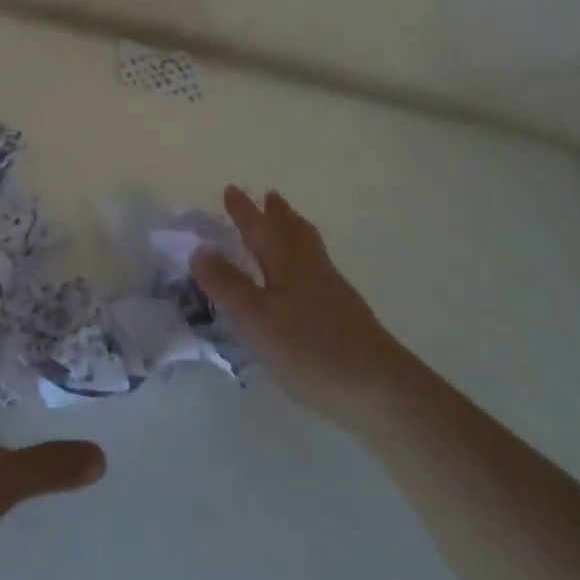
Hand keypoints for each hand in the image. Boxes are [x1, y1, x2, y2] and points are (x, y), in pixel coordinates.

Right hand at [192, 187, 409, 420]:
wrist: (380, 389)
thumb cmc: (310, 348)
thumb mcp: (255, 317)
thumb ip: (226, 284)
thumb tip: (199, 248)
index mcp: (286, 262)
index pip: (259, 228)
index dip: (244, 211)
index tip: (231, 189)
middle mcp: (310, 268)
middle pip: (293, 232)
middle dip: (277, 214)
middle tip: (269, 197)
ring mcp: (332, 291)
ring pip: (309, 249)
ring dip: (294, 232)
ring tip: (288, 225)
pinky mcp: (345, 315)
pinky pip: (318, 270)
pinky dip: (305, 259)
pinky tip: (305, 279)